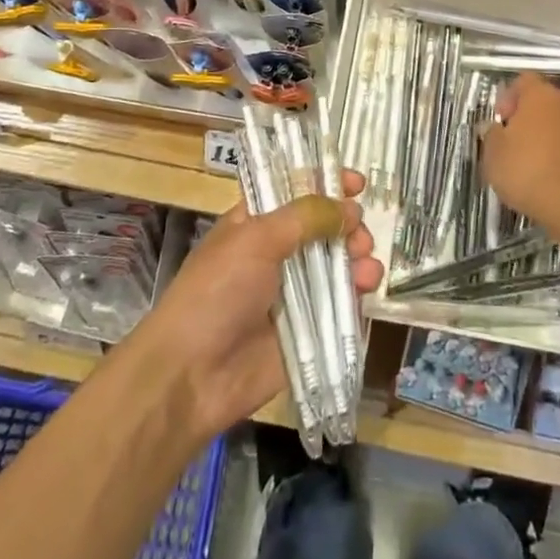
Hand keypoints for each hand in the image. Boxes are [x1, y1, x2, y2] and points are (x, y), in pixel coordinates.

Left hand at [125, 169, 380, 438]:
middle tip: (359, 231)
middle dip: (346, 224)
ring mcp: (293, 293)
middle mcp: (276, 253)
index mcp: (256, 223)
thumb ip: (305, 218)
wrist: (191, 375)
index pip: (295, 191)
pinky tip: (368, 287)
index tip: (356, 183)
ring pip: (336, 264)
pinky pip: (340, 304)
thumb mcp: (256, 239)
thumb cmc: (216, 292)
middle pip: (323, 228)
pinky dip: (358, 292)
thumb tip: (349, 207)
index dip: (325, 183)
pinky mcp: (307, 330)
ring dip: (357, 256)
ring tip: (366, 262)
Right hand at [479, 72, 559, 225]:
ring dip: (552, 133)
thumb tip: (495, 128)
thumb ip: (492, 134)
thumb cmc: (526, 171)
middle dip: (532, 115)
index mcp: (541, 96)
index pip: (524, 80)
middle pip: (547, 99)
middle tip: (517, 139)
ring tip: (538, 159)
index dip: (510, 97)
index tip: (501, 120)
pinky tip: (557, 173)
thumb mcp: (493, 154)